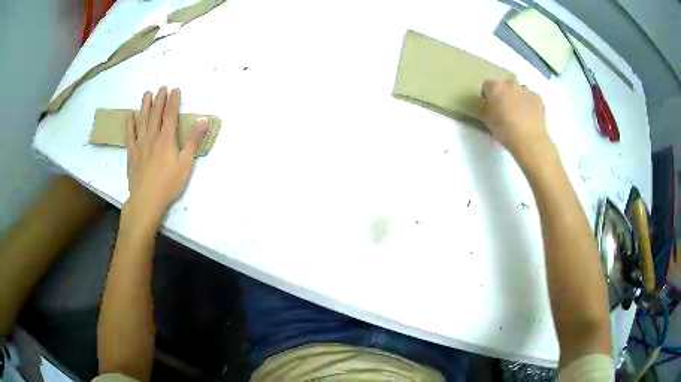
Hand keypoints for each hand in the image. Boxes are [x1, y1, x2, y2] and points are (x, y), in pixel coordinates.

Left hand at [124, 87, 206, 226]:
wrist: (146, 200)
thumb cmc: (168, 184)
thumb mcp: (186, 164)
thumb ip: (193, 141)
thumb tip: (203, 121)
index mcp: (166, 139)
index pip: (170, 114)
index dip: (173, 101)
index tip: (175, 89)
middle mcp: (152, 137)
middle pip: (155, 114)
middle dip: (159, 99)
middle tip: (161, 87)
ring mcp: (140, 144)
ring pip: (142, 120)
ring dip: (144, 106)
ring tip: (146, 94)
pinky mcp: (131, 153)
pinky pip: (129, 135)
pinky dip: (129, 124)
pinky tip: (129, 115)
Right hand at [478, 79, 550, 155]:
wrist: (530, 140)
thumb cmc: (505, 130)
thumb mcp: (487, 120)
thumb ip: (484, 107)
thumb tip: (485, 101)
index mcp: (495, 88)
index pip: (487, 84)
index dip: (487, 94)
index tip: (489, 104)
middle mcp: (511, 84)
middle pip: (505, 84)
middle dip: (504, 93)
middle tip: (505, 108)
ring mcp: (526, 90)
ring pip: (519, 90)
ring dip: (517, 97)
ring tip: (519, 113)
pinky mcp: (538, 98)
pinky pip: (531, 97)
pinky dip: (529, 104)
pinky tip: (529, 117)